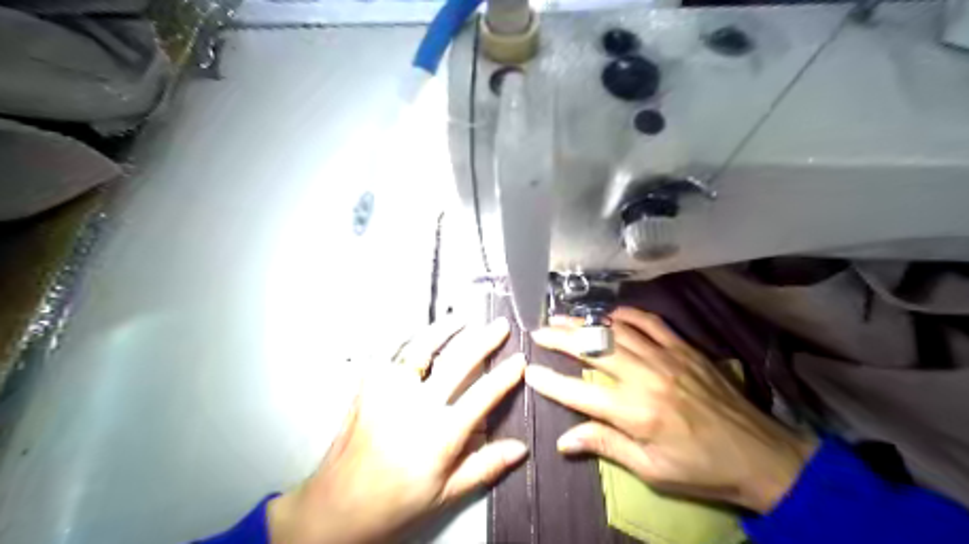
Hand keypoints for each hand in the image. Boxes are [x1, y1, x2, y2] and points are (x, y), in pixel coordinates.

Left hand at [268, 317, 529, 542]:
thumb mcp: (446, 493)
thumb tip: (521, 448)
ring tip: (463, 318)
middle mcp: (416, 406)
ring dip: (446, 329)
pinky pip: (389, 352)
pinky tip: (418, 331)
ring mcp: (388, 391)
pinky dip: (406, 337)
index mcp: (440, 435)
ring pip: (422, 347)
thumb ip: (485, 466)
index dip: (506, 375)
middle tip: (500, 326)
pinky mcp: (367, 386)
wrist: (337, 506)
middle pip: (458, 361)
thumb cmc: (395, 502)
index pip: (483, 395)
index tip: (520, 359)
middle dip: (485, 339)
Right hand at [528, 309, 810, 511]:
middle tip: (538, 331)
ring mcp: (666, 357)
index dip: (550, 382)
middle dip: (560, 338)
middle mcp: (645, 378)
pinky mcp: (684, 348)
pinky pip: (650, 322)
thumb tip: (564, 440)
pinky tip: (609, 313)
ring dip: (585, 323)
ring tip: (562, 318)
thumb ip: (606, 446)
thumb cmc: (703, 469)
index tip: (529, 371)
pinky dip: (625, 314)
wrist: (762, 455)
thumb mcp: (652, 470)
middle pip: (592, 349)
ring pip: (615, 330)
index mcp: (635, 413)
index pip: (578, 393)